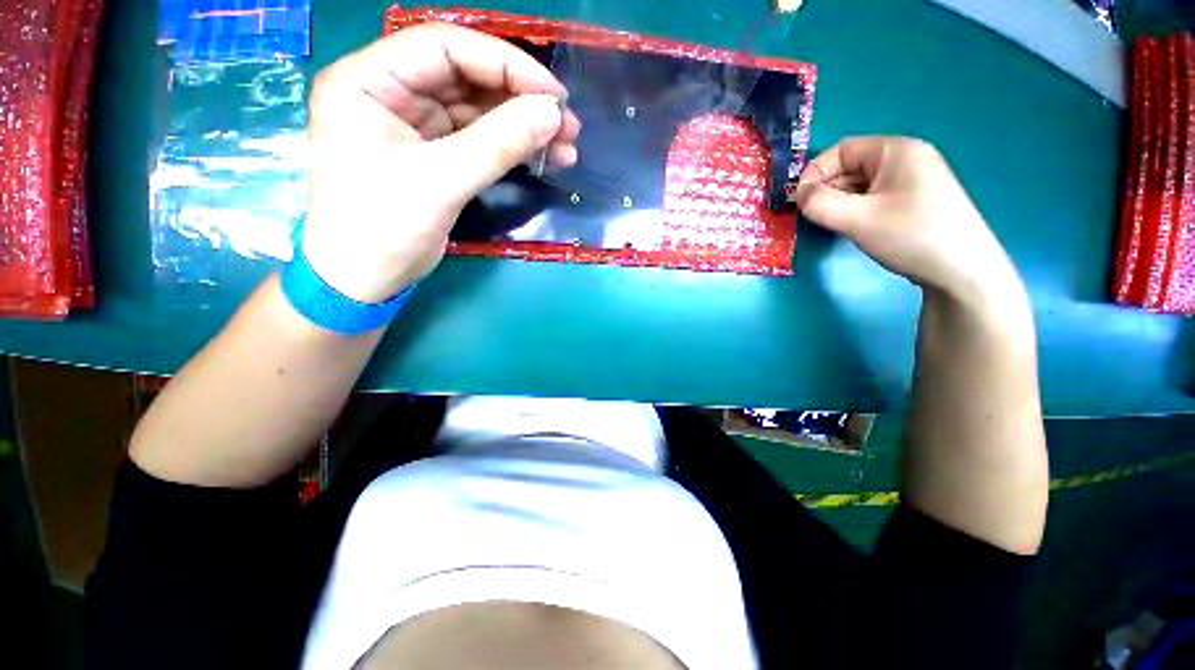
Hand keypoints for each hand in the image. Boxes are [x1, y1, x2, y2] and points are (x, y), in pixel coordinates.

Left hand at [302, 23, 580, 302]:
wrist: (364, 280)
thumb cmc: (382, 229)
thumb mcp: (440, 182)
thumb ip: (497, 144)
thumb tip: (552, 114)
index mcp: (369, 81)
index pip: (444, 47)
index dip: (504, 64)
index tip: (553, 95)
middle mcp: (390, 92)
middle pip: (466, 77)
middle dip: (520, 98)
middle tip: (567, 124)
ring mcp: (414, 124)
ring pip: (479, 110)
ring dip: (523, 125)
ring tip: (566, 145)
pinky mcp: (434, 154)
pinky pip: (480, 139)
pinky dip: (512, 148)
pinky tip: (543, 158)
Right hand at [796, 137, 1022, 308]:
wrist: (962, 271)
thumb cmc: (910, 235)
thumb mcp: (857, 219)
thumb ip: (819, 204)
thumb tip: (797, 194)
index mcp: (896, 151)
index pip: (842, 150)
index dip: (815, 172)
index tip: (797, 200)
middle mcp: (905, 159)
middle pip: (851, 166)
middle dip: (825, 189)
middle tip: (807, 216)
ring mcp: (911, 181)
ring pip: (860, 185)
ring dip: (838, 202)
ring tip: (827, 224)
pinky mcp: (913, 202)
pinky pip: (873, 198)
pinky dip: (854, 210)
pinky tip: (850, 227)